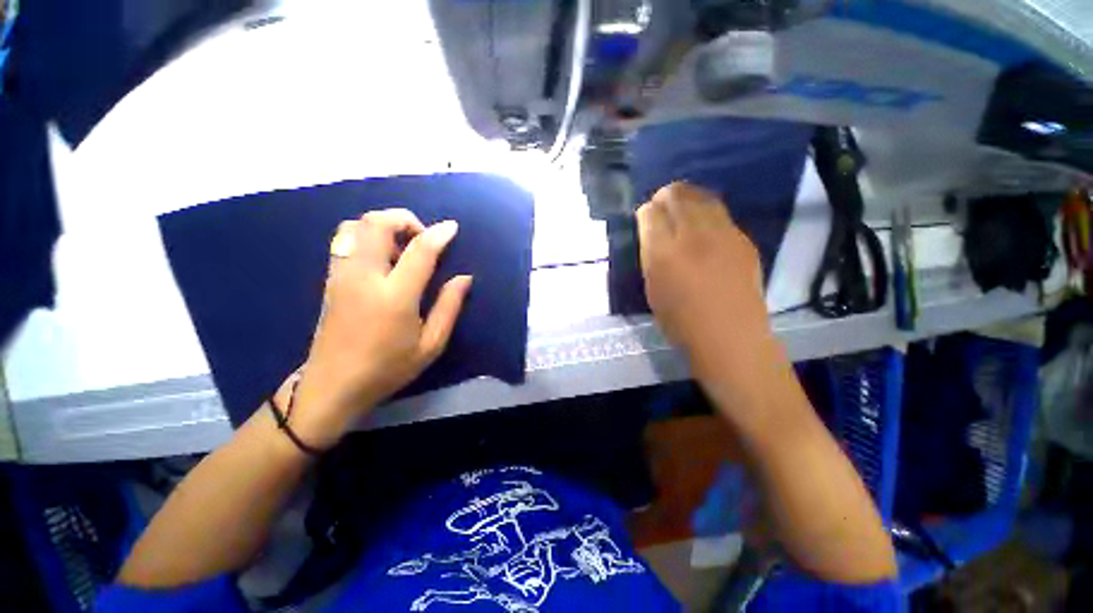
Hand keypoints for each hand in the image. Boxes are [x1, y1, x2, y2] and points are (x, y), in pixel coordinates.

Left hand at [287, 209, 472, 448]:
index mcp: (394, 296)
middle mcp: (363, 277)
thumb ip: (449, 307)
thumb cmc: (388, 368)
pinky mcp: (330, 279)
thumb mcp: (430, 344)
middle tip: (423, 237)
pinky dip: (367, 236)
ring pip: (355, 226)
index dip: (438, 234)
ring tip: (402, 247)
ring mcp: (341, 275)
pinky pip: (345, 240)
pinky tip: (383, 258)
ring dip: (383, 226)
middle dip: (404, 218)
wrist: (333, 385)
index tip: (452, 228)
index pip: (419, 251)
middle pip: (376, 223)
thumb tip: (464, 278)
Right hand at [635, 182, 769, 374]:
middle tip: (661, 206)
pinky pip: (720, 213)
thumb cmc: (680, 320)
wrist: (729, 335)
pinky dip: (707, 211)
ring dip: (688, 197)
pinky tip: (704, 225)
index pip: (650, 213)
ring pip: (702, 197)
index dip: (645, 211)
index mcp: (663, 252)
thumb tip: (651, 231)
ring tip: (682, 208)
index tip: (645, 216)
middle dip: (665, 196)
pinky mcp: (742, 239)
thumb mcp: (652, 287)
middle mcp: (693, 235)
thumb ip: (650, 255)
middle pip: (677, 195)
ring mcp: (722, 234)